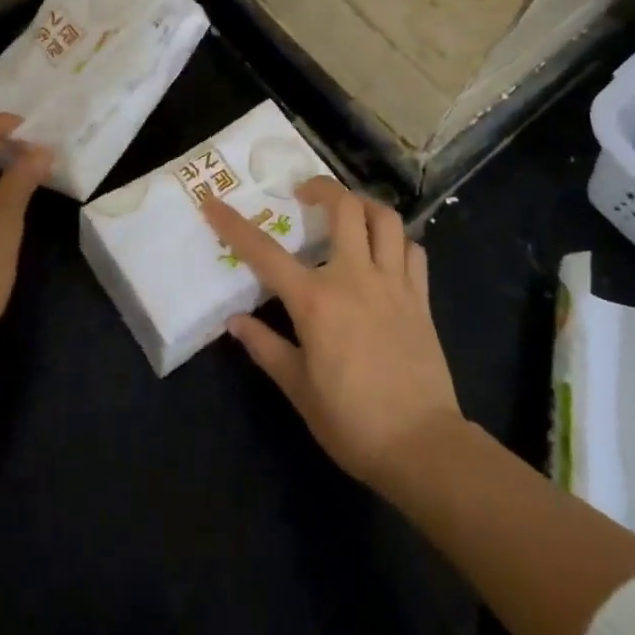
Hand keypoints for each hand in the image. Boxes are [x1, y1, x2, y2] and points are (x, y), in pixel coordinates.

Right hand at [203, 178, 461, 491]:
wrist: (421, 446)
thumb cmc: (351, 421)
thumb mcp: (298, 388)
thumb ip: (265, 347)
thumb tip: (235, 322)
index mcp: (315, 300)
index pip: (265, 252)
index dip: (234, 225)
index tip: (213, 204)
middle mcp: (355, 278)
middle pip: (344, 208)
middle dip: (321, 188)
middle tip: (304, 195)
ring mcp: (393, 284)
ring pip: (385, 219)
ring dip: (364, 206)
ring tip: (349, 214)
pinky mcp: (421, 298)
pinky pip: (413, 251)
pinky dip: (397, 241)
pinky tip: (385, 253)